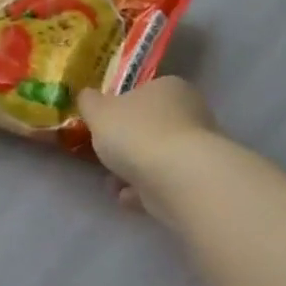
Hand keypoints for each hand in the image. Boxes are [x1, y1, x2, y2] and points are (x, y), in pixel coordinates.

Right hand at [77, 77, 219, 219]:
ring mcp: (198, 148)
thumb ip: (89, 103)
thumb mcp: (99, 112)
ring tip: (111, 184)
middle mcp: (190, 112)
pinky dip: (144, 190)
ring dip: (132, 171)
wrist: (177, 178)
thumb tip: (87, 97)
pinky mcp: (198, 180)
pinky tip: (127, 198)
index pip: (143, 93)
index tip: (102, 127)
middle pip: (150, 127)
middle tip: (104, 158)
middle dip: (125, 146)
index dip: (120, 109)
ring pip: (157, 158)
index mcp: (169, 87)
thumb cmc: (137, 133)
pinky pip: (164, 182)